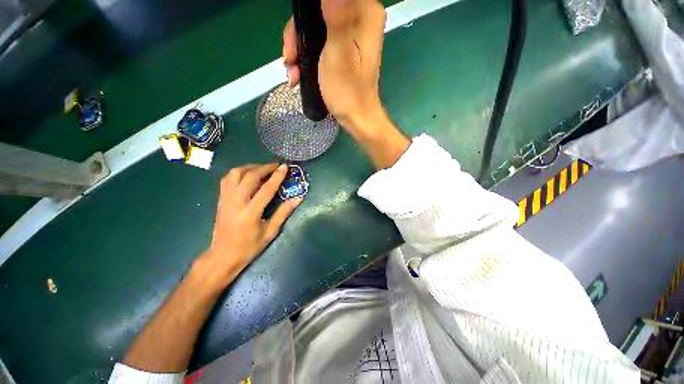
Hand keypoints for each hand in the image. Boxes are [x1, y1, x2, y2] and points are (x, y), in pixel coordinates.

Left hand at [203, 164, 301, 282]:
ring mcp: (225, 199)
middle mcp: (235, 202)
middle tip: (276, 166)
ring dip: (251, 167)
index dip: (277, 176)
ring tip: (263, 169)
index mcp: (250, 213)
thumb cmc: (249, 247)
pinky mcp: (220, 199)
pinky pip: (227, 179)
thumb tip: (298, 198)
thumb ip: (284, 212)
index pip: (266, 189)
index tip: (285, 166)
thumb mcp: (270, 232)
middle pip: (249, 176)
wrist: (223, 256)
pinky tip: (248, 175)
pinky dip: (239, 172)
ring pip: (235, 174)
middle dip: (265, 167)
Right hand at [283, 0, 386, 130]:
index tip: (295, 35)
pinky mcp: (342, 49)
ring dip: (299, 49)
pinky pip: (319, 42)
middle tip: (290, 58)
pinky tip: (298, 73)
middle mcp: (359, 18)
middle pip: (318, 11)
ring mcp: (350, 35)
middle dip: (298, 35)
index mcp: (365, 13)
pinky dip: (306, 57)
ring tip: (293, 72)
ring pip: (315, 27)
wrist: (356, 118)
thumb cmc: (348, 91)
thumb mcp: (338, 51)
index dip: (305, 12)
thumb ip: (336, 14)